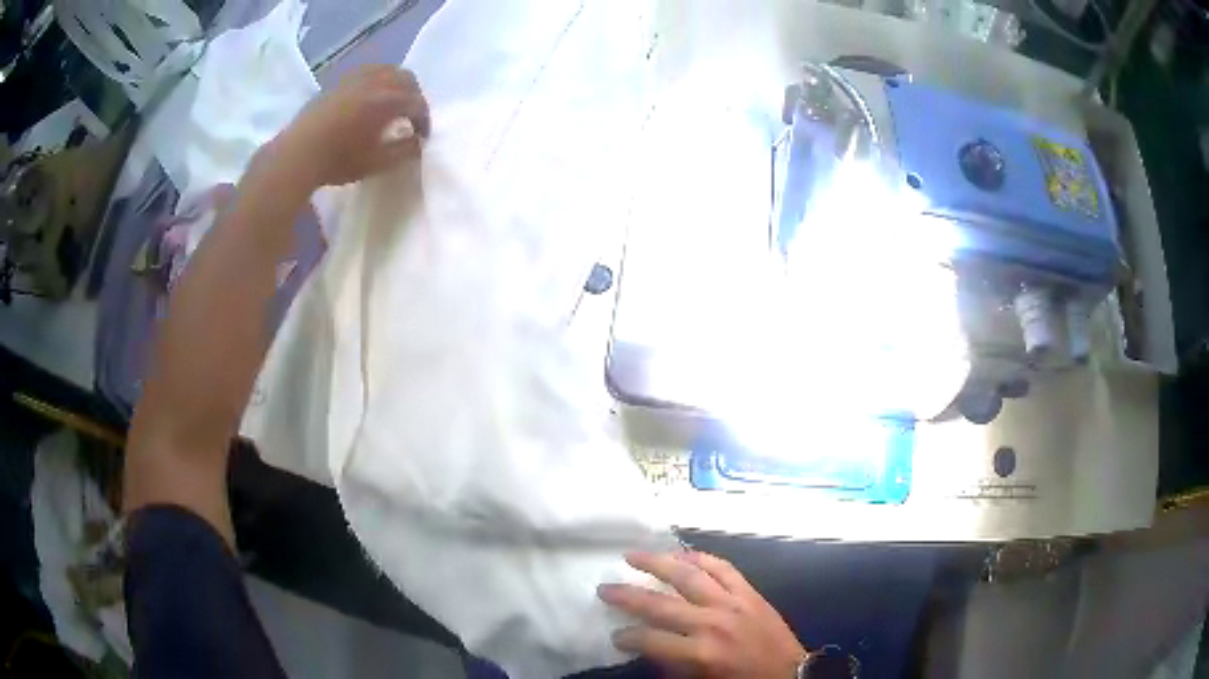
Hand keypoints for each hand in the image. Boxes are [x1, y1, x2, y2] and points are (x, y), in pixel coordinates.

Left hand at [269, 64, 430, 194]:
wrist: (297, 155)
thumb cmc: (337, 161)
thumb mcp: (376, 163)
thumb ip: (404, 151)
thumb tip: (419, 142)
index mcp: (388, 101)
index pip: (418, 103)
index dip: (424, 120)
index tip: (422, 136)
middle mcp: (376, 82)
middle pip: (407, 79)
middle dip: (414, 96)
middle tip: (410, 117)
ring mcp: (356, 78)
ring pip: (388, 70)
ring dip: (396, 85)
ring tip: (391, 104)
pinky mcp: (340, 81)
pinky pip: (368, 71)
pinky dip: (377, 80)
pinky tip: (369, 97)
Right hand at [599, 551, 807, 677]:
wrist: (789, 673)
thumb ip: (672, 664)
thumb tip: (648, 646)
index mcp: (700, 653)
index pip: (650, 640)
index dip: (628, 637)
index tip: (615, 636)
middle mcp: (712, 623)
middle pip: (661, 604)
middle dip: (627, 596)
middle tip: (604, 588)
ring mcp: (733, 602)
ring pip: (689, 575)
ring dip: (658, 563)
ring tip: (632, 555)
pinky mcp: (749, 592)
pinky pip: (722, 567)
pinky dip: (700, 557)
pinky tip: (681, 553)